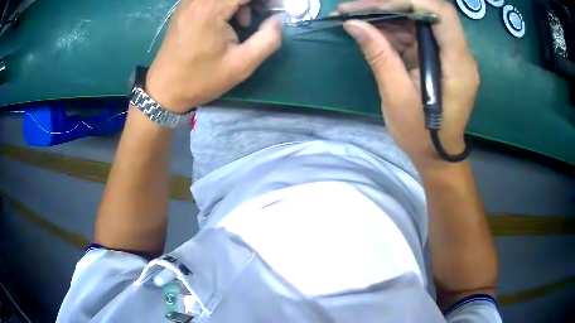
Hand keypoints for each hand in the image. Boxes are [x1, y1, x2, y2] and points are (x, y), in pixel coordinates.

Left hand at [146, 0, 282, 113]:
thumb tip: (278, 18)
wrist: (164, 90)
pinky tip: (228, 20)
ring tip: (244, 22)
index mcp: (211, 9)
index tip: (278, 8)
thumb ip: (269, 38)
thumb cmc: (201, 79)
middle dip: (254, 1)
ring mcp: (188, 2)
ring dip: (240, 2)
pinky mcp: (185, 7)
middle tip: (265, 13)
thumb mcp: (242, 65)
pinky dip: (227, 3)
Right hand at [340, 0, 478, 167]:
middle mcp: (459, 54)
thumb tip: (353, 24)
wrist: (437, 153)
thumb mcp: (397, 96)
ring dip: (387, 15)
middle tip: (354, 7)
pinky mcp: (440, 57)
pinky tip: (371, 30)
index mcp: (457, 64)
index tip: (375, 4)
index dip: (410, 0)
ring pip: (419, 20)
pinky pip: (417, 34)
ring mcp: (449, 54)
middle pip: (428, 11)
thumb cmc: (421, 133)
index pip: (441, 13)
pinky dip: (393, 29)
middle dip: (390, 5)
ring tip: (354, 16)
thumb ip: (379, 55)